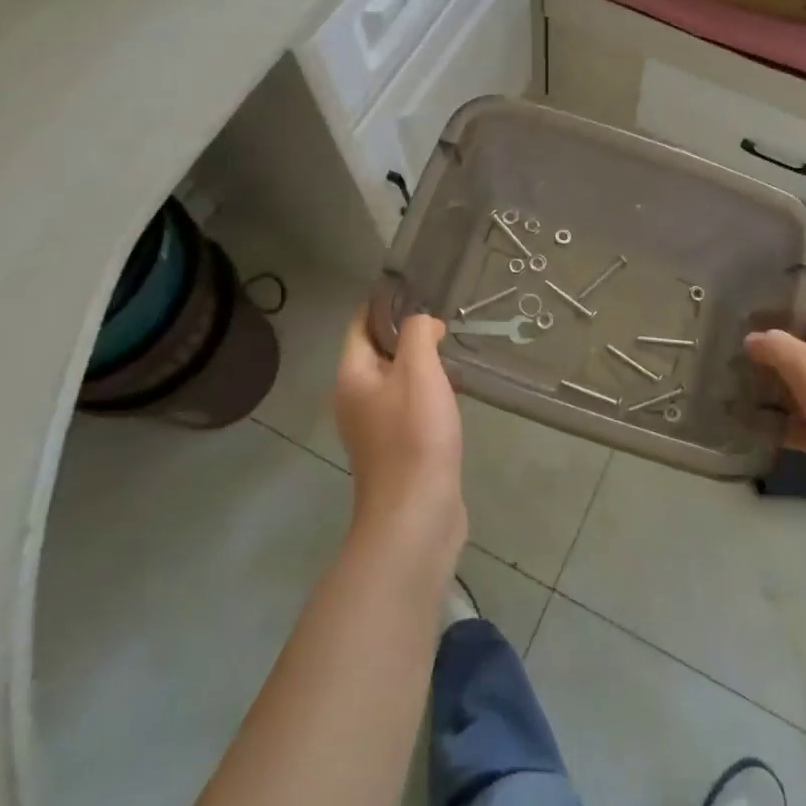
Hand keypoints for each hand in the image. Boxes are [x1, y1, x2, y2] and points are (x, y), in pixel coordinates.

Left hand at [333, 310, 466, 569]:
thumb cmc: (414, 436)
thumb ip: (418, 333)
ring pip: (395, 381)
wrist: (417, 515)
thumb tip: (424, 324)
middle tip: (442, 319)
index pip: (359, 325)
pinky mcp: (396, 450)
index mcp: (352, 377)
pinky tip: (452, 393)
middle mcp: (355, 400)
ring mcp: (374, 429)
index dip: (383, 304)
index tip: (417, 289)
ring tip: (451, 350)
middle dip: (406, 333)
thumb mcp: (418, 371)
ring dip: (419, 364)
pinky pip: (408, 407)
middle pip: (376, 352)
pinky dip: (426, 393)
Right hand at [746, 303, 805, 521]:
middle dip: (767, 361)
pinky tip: (756, 433)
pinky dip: (789, 428)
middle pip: (803, 352)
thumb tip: (752, 339)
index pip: (803, 312)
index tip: (732, 329)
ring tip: (731, 399)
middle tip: (724, 366)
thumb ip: (774, 347)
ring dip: (775, 397)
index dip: (770, 318)